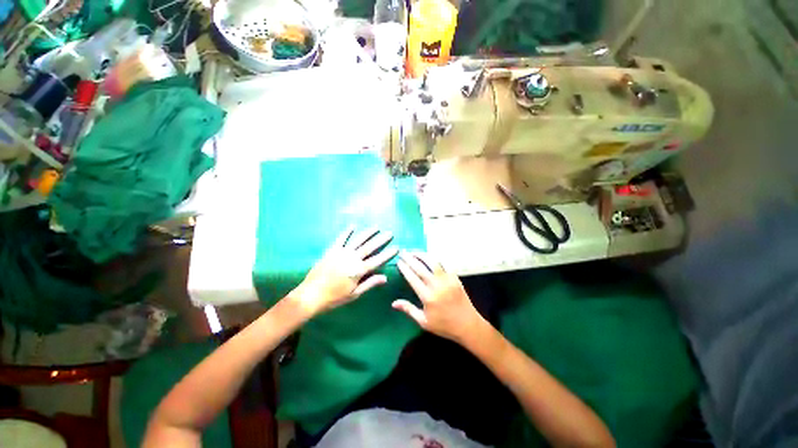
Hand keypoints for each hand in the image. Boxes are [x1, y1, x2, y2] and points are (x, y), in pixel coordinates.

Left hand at [290, 226, 397, 317]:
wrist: (311, 294)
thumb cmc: (334, 297)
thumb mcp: (354, 294)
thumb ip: (370, 283)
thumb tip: (385, 277)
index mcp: (359, 270)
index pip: (377, 260)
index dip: (388, 254)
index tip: (396, 247)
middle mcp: (352, 258)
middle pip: (370, 247)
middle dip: (381, 240)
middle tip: (390, 233)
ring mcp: (342, 253)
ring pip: (358, 240)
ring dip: (368, 233)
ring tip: (377, 227)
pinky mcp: (332, 250)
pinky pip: (341, 239)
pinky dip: (347, 232)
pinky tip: (353, 225)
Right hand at [394, 251, 485, 343]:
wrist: (468, 325)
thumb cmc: (444, 326)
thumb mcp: (424, 322)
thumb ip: (409, 310)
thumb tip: (393, 303)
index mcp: (427, 297)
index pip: (412, 278)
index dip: (405, 268)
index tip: (399, 261)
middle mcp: (436, 285)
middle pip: (421, 268)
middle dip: (410, 258)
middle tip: (403, 252)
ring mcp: (447, 280)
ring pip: (433, 262)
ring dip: (423, 255)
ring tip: (415, 252)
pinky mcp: (455, 278)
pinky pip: (445, 264)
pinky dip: (437, 258)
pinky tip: (431, 256)